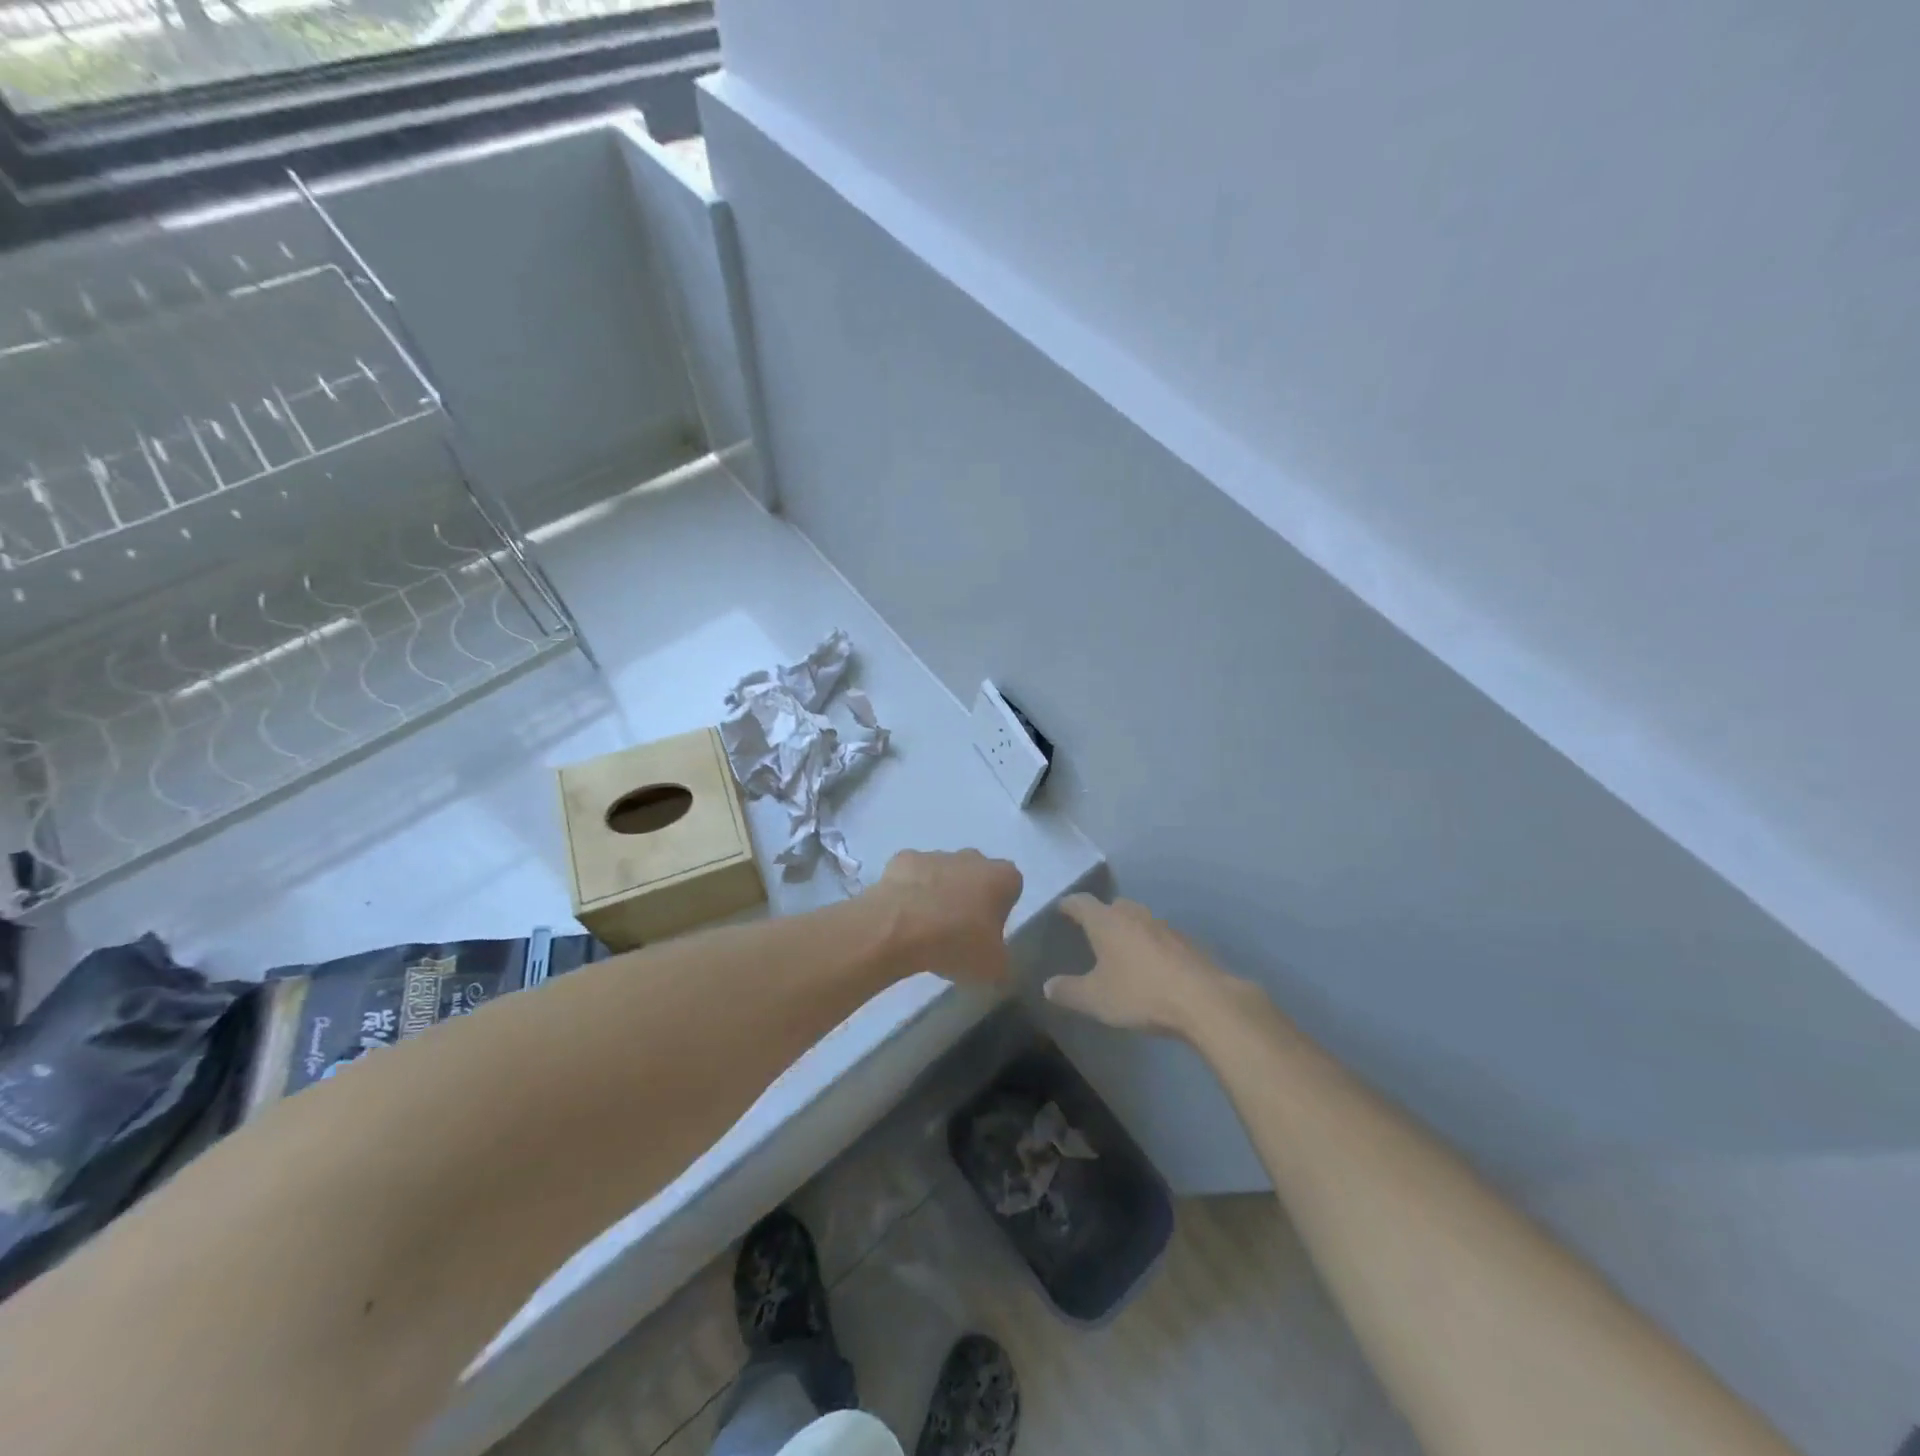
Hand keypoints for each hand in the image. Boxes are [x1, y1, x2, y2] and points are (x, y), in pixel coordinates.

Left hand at [873, 849, 1023, 986]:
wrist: (898, 928)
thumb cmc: (956, 943)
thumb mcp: (993, 968)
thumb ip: (1002, 961)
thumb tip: (996, 962)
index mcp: (1002, 877)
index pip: (1011, 888)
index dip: (1001, 911)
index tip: (987, 934)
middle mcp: (972, 857)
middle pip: (976, 876)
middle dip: (970, 898)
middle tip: (957, 933)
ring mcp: (935, 855)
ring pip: (943, 874)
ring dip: (939, 894)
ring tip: (925, 930)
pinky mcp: (903, 859)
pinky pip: (912, 876)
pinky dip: (909, 891)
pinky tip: (901, 917)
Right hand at [1045, 894, 1247, 1037]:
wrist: (1203, 1000)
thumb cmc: (1139, 993)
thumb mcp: (1095, 999)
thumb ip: (1068, 991)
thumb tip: (1048, 986)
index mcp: (1106, 921)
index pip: (1080, 903)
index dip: (1068, 905)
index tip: (1061, 909)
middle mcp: (1133, 914)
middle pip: (1113, 906)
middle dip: (1101, 916)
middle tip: (1091, 932)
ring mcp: (1163, 925)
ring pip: (1139, 920)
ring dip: (1128, 931)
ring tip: (1121, 951)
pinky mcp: (1186, 942)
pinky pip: (1160, 937)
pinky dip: (1150, 946)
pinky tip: (1151, 967)